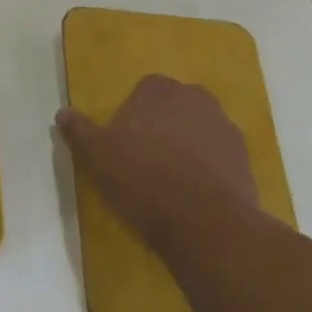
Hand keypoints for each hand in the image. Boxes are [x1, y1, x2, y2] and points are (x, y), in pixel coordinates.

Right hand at [56, 74, 258, 252]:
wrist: (207, 225)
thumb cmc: (142, 178)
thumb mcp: (95, 154)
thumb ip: (78, 129)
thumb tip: (63, 113)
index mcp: (159, 90)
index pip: (147, 87)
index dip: (135, 109)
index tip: (125, 134)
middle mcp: (197, 101)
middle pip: (178, 105)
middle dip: (165, 122)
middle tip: (147, 153)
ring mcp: (227, 132)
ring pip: (202, 131)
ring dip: (190, 146)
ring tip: (171, 177)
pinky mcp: (248, 165)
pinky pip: (221, 159)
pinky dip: (210, 170)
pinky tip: (194, 194)